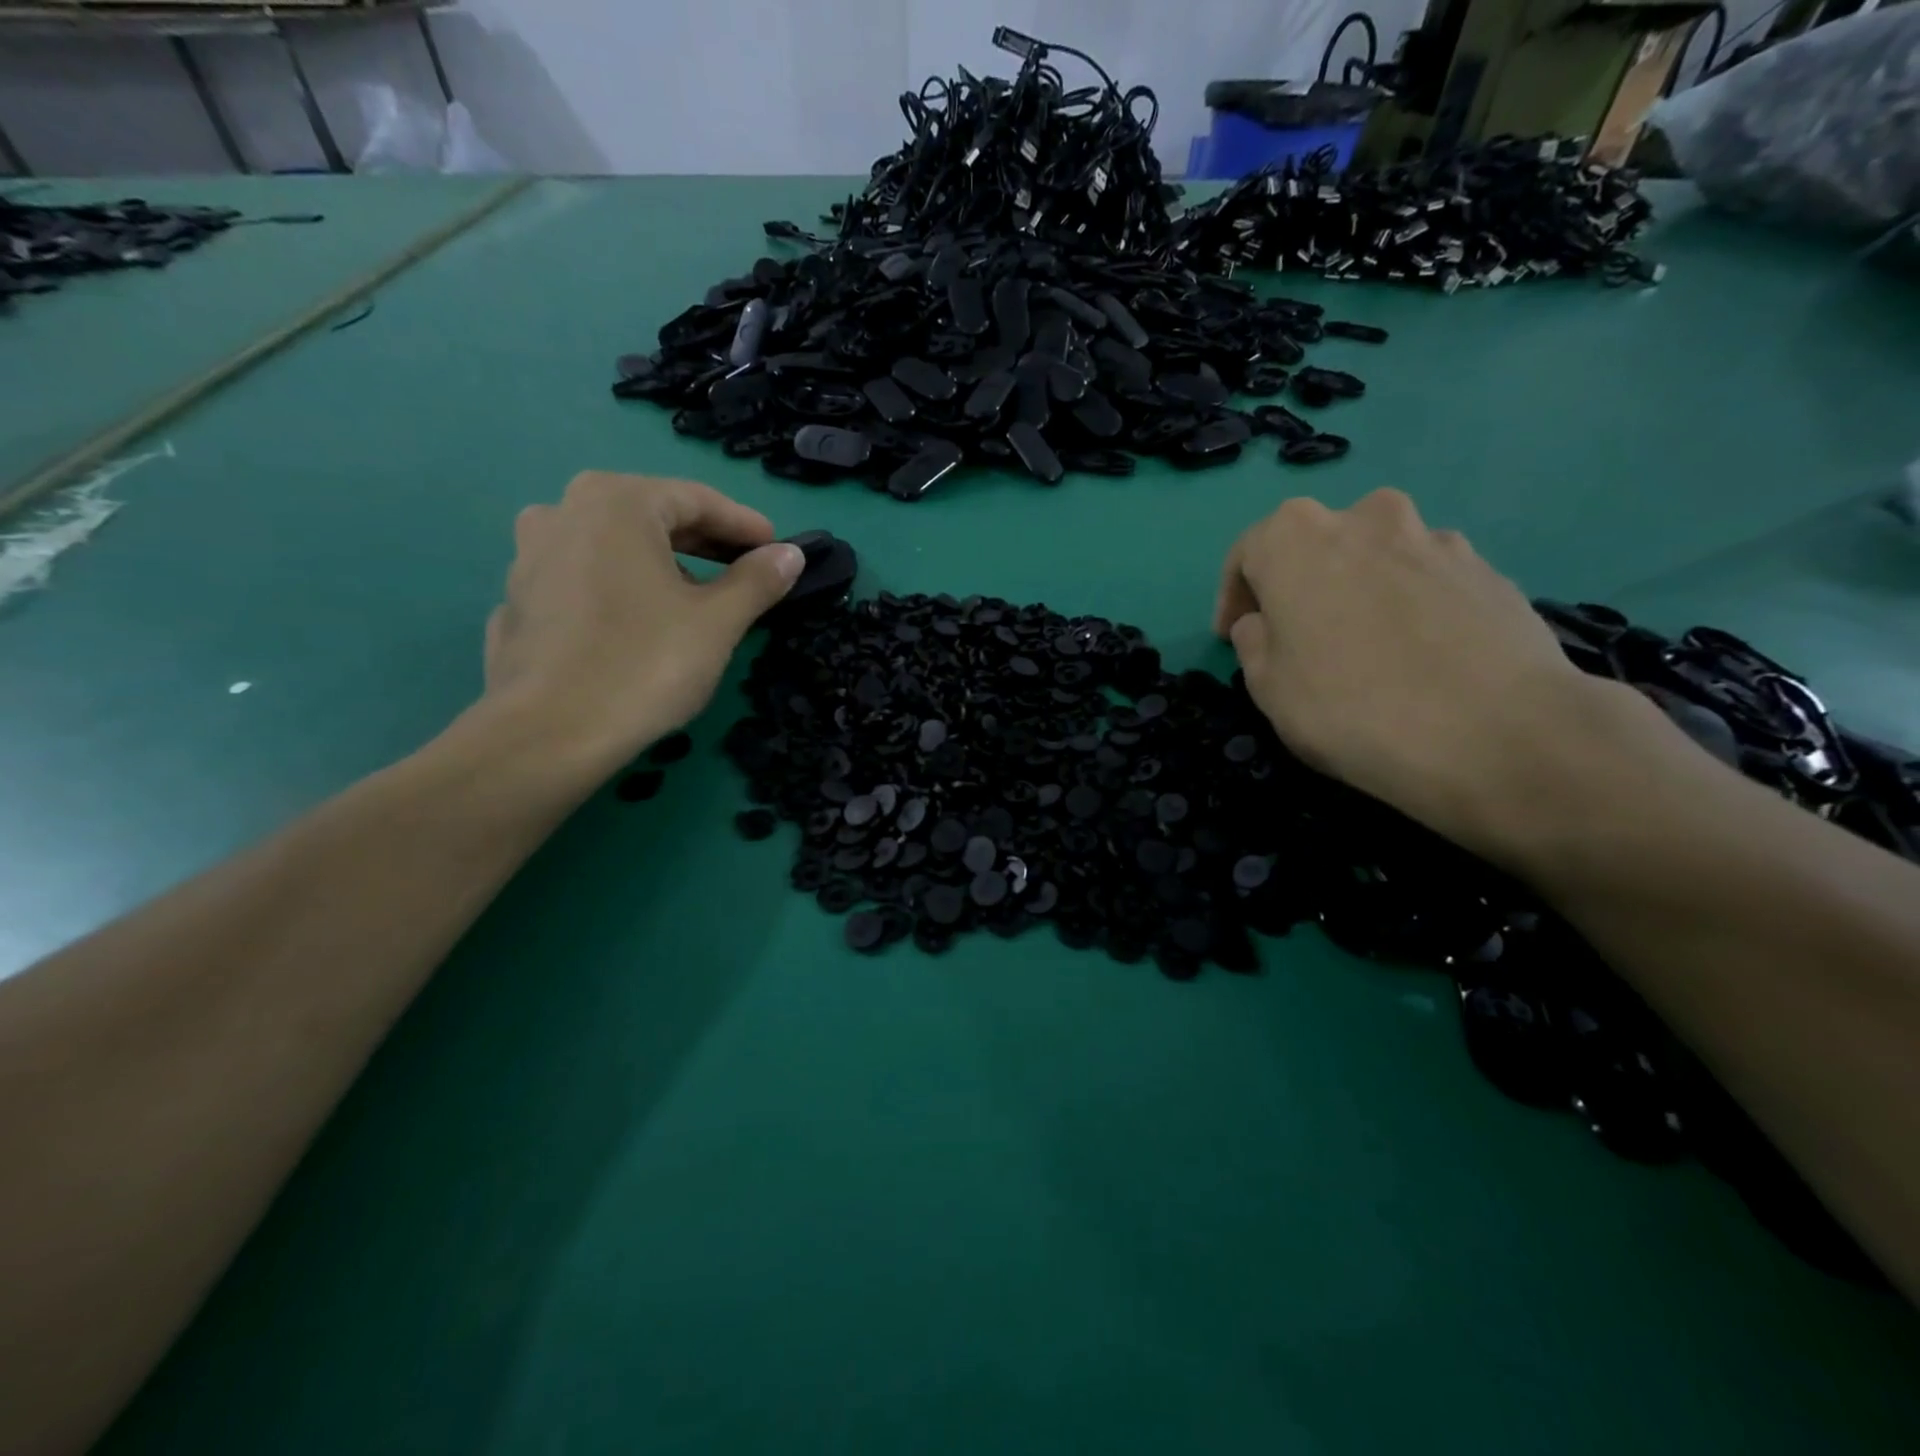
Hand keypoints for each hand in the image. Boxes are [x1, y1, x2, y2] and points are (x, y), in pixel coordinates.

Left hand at [477, 471, 803, 778]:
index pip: (695, 499)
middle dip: (703, 543)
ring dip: (659, 564)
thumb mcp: (718, 621)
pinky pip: (582, 580)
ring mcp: (531, 555)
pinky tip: (637, 626)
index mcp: (616, 503)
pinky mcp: (518, 600)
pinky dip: (618, 590)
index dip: (744, 525)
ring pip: (612, 547)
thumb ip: (757, 580)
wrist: (550, 733)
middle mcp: (564, 511)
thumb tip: (790, 555)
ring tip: (692, 600)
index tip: (777, 549)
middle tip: (743, 571)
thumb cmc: (645, 663)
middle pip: (651, 517)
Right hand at [1213, 489, 1634, 857]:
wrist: (1495, 733)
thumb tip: (1265, 624)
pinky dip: (1408, 604)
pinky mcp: (1487, 569)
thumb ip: (1254, 642)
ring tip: (1362, 646)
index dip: (1234, 598)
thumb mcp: (1267, 687)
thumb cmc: (1350, 707)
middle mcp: (1364, 517)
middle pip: (1314, 545)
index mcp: (1295, 537)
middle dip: (1297, 585)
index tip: (1232, 638)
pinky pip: (1425, 579)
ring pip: (1375, 557)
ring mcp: (1433, 538)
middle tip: (1296, 636)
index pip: (1247, 553)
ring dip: (1357, 589)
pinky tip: (1416, 654)